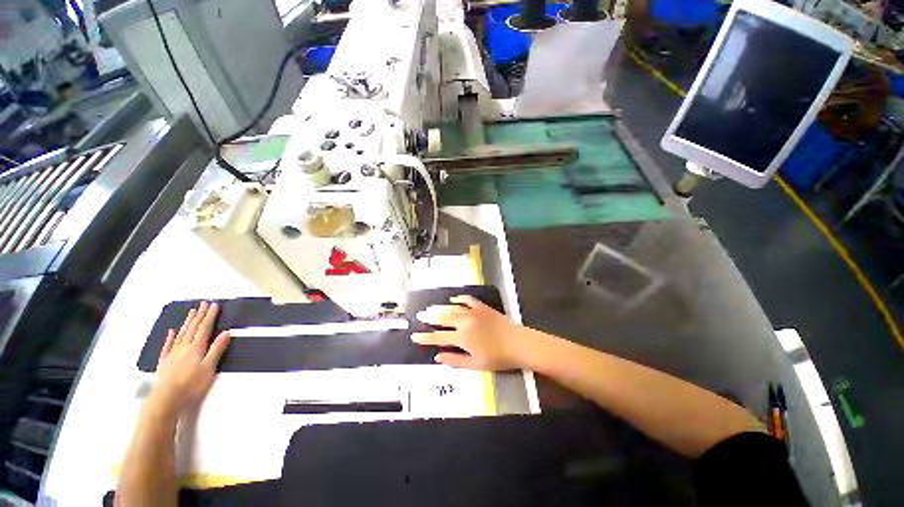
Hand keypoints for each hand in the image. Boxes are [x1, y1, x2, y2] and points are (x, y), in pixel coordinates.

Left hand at [147, 301, 231, 419]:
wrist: (166, 399)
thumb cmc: (191, 385)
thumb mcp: (209, 368)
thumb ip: (216, 349)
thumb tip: (226, 332)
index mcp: (196, 348)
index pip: (204, 328)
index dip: (210, 316)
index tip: (214, 305)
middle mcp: (184, 347)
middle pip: (193, 328)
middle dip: (200, 315)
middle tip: (204, 303)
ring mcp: (172, 354)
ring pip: (181, 333)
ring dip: (188, 322)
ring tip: (192, 312)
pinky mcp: (164, 361)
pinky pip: (168, 345)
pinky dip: (170, 337)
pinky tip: (172, 331)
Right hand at [411, 295, 523, 369]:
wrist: (518, 343)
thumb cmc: (497, 357)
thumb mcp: (475, 364)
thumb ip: (455, 360)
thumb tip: (437, 357)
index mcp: (462, 338)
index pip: (438, 337)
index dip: (425, 338)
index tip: (414, 336)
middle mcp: (465, 322)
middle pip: (443, 318)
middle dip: (430, 317)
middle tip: (420, 315)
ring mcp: (474, 312)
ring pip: (453, 308)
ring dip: (441, 308)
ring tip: (431, 307)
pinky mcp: (483, 307)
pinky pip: (468, 300)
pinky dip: (460, 299)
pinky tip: (454, 299)